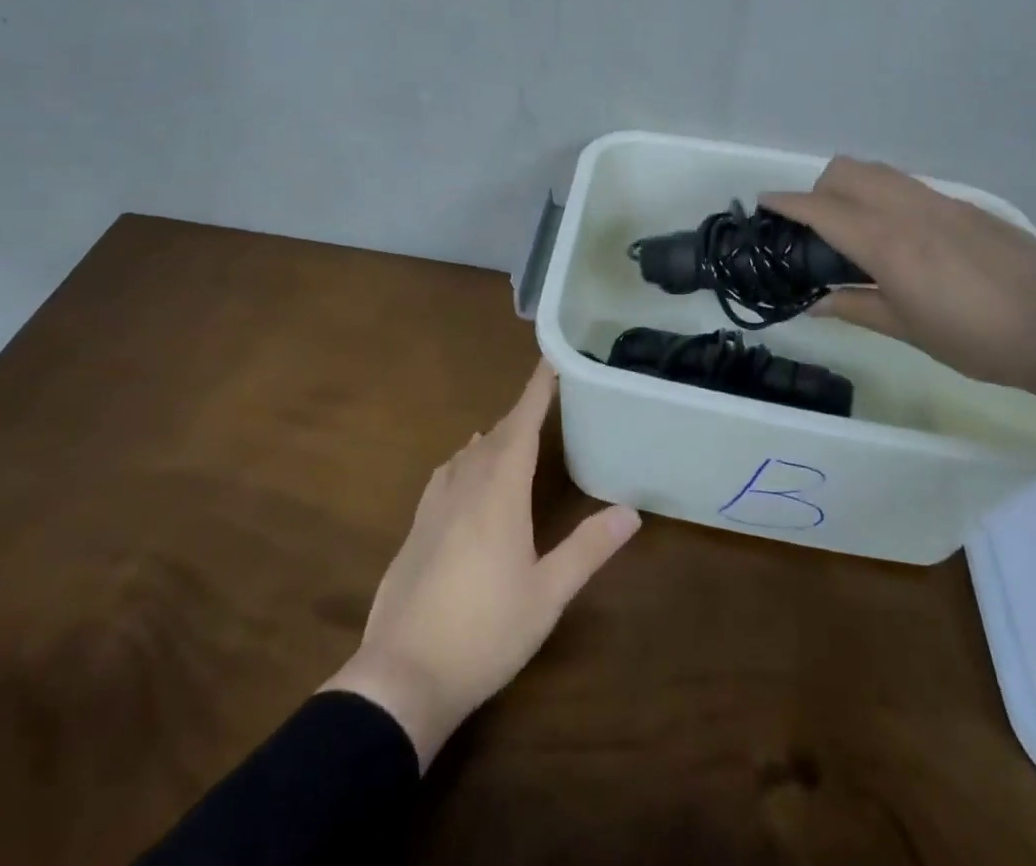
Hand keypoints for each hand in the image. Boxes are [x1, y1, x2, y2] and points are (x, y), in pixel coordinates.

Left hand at [321, 362, 640, 769]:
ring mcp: (434, 507)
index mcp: (499, 493)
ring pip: (467, 455)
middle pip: (495, 437)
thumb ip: (588, 548)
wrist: (403, 675)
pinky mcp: (416, 529)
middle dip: (519, 414)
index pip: (521, 426)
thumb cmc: (486, 631)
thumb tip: (632, 512)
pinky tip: (462, 471)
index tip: (549, 361)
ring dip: (492, 438)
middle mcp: (465, 487)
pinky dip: (463, 460)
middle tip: (542, 398)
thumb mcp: (547, 594)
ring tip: (508, 431)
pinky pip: (445, 475)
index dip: (536, 392)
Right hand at [760, 157, 1035, 395]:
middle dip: (819, 188)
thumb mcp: (909, 330)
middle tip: (817, 227)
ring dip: (853, 187)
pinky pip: (910, 186)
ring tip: (857, 229)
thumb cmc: (979, 339)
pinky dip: (887, 196)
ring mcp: (940, 202)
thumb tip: (815, 303)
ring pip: (879, 171)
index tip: (763, 202)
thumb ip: (856, 307)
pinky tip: (902, 237)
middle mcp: (907, 210)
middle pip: (846, 171)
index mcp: (886, 242)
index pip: (821, 209)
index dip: (786, 203)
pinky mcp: (966, 206)